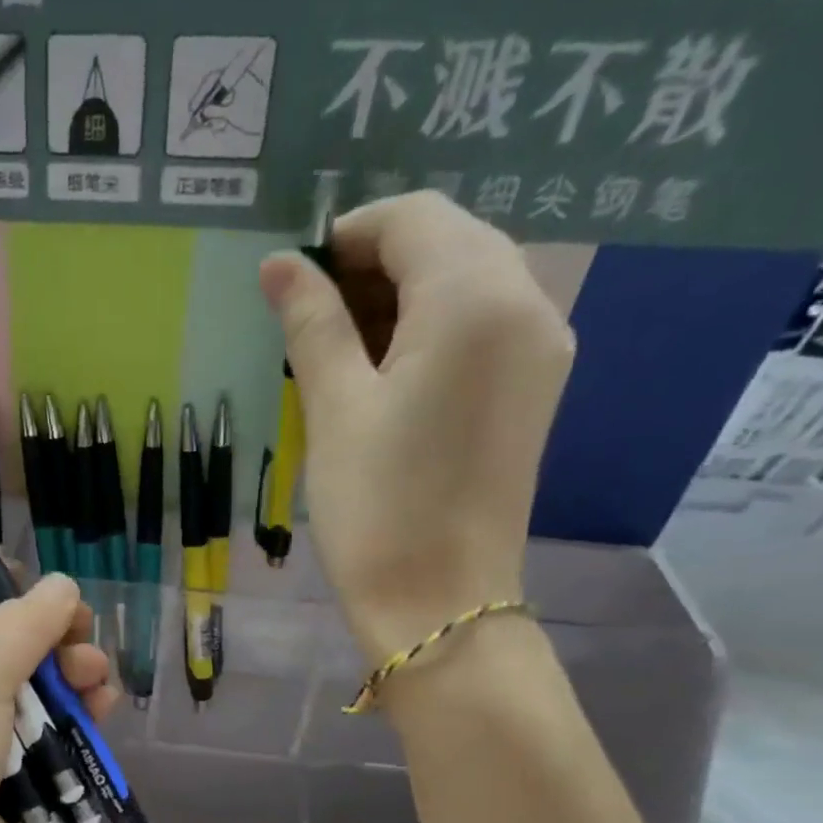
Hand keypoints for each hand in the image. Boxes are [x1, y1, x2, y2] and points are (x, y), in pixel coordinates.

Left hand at [0, 574, 119, 822]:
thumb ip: (25, 621)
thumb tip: (64, 585)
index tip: (35, 586)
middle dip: (48, 634)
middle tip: (83, 633)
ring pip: (25, 681)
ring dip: (68, 673)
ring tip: (97, 676)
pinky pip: (36, 724)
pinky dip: (68, 714)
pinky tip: (101, 707)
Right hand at [259, 192, 574, 664]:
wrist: (440, 602)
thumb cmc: (378, 506)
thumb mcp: (334, 409)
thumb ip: (313, 324)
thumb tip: (280, 265)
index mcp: (476, 299)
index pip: (414, 219)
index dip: (347, 236)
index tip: (296, 281)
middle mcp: (529, 304)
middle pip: (450, 241)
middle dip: (376, 265)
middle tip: (313, 321)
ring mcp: (542, 348)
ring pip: (470, 280)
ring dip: (404, 295)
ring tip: (342, 351)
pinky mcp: (538, 387)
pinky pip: (486, 324)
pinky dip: (434, 327)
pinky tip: (389, 372)